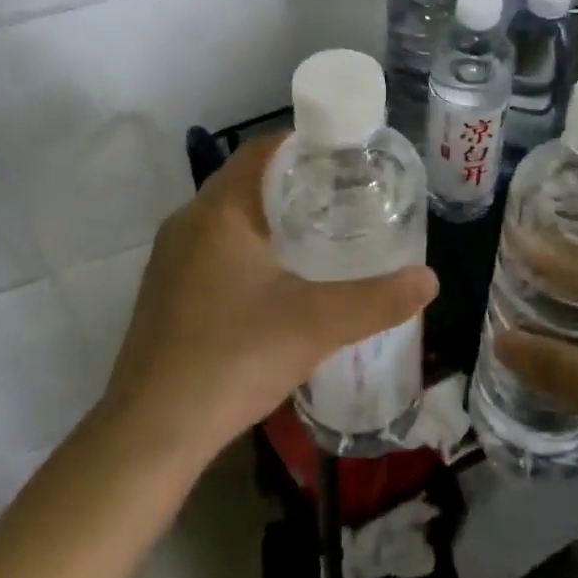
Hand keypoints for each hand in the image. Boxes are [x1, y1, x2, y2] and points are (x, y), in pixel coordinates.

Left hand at [99, 134, 437, 468]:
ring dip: (268, 217)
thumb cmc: (233, 358)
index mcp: (219, 210)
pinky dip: (246, 247)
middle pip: (246, 180)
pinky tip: (275, 281)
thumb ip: (377, 300)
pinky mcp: (164, 291)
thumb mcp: (316, 325)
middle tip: (342, 197)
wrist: (149, 433)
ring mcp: (170, 258)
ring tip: (317, 234)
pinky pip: (212, 247)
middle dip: (293, 183)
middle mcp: (188, 221)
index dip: (304, 145)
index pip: (263, 150)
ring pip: (227, 216)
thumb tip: (428, 279)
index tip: (345, 158)